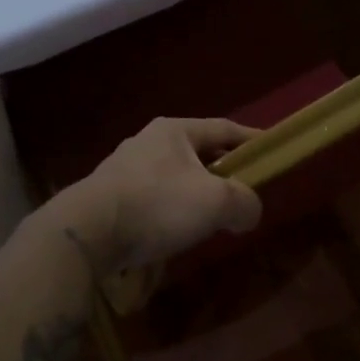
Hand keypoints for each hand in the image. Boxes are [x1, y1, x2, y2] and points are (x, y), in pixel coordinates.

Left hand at [45, 117, 261, 274]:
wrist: (88, 233)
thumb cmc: (157, 204)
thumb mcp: (216, 201)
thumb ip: (245, 203)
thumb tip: (249, 212)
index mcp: (174, 131)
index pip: (223, 128)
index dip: (251, 139)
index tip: (271, 151)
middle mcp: (148, 141)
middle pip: (199, 153)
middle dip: (223, 171)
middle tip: (244, 191)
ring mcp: (125, 168)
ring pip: (175, 177)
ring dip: (197, 194)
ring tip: (212, 218)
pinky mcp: (111, 196)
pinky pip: (155, 198)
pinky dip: (173, 210)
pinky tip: (177, 232)